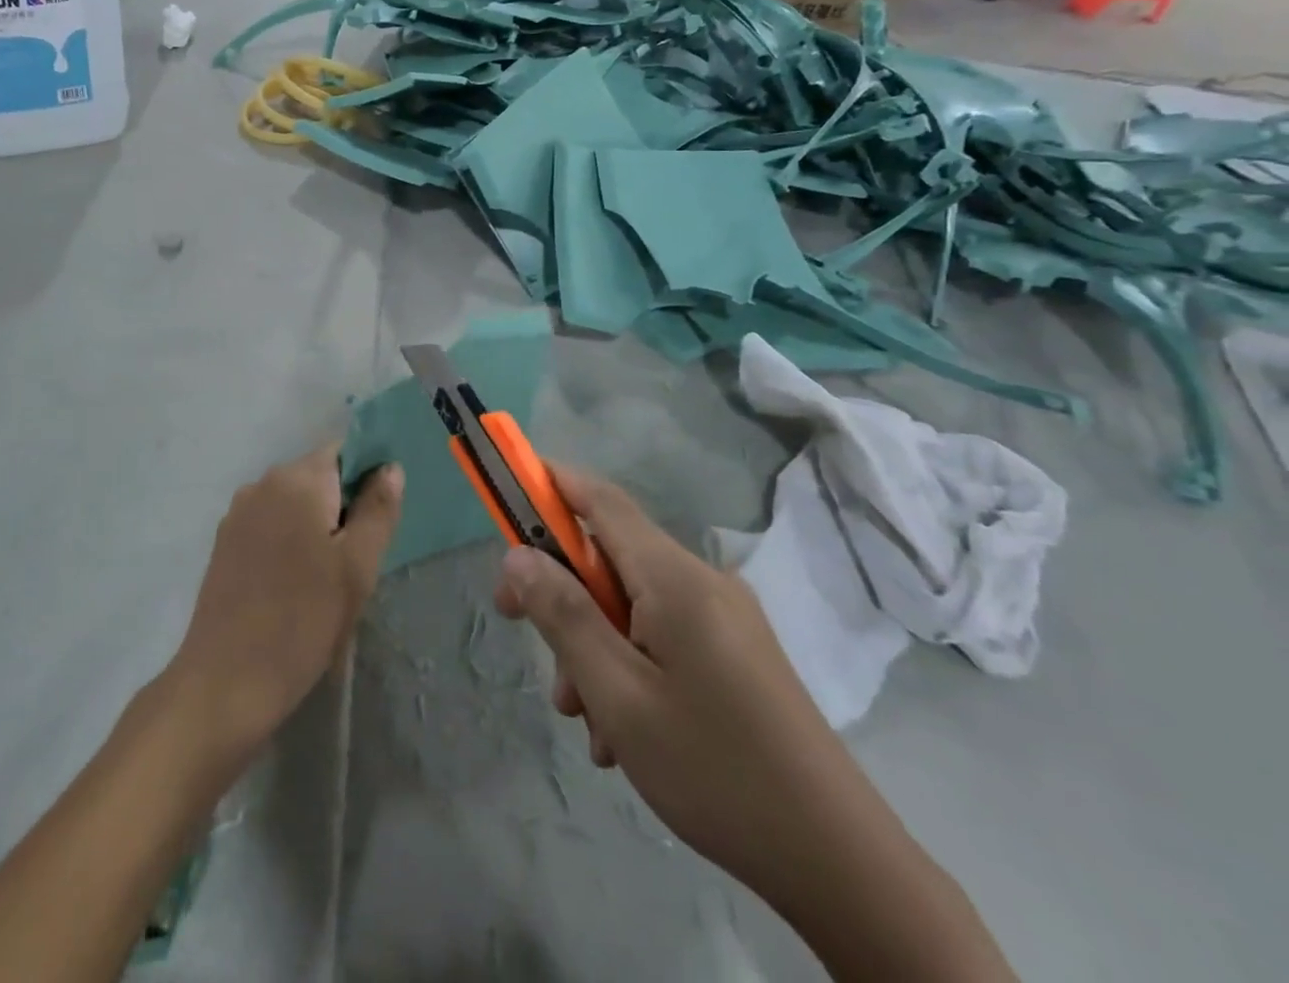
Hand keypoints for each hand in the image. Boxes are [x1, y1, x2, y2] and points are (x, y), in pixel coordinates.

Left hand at [169, 447, 402, 761]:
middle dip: (342, 507)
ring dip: (316, 526)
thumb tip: (389, 467)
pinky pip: (270, 523)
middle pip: (317, 476)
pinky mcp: (224, 541)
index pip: (343, 451)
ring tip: (325, 579)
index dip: (367, 478)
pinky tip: (294, 585)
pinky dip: (289, 540)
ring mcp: (238, 512)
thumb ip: (378, 510)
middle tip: (356, 561)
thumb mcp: (357, 568)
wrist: (225, 682)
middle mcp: (263, 483)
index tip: (377, 520)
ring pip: (293, 502)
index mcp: (298, 480)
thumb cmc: (303, 621)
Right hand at [494, 463, 887, 900]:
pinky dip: (629, 665)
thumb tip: (518, 555)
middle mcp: (702, 582)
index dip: (550, 481)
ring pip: (631, 604)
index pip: (600, 500)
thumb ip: (563, 615)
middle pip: (609, 558)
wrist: (841, 864)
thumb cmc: (716, 770)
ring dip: (593, 644)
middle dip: (561, 592)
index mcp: (675, 578)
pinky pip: (662, 634)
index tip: (505, 492)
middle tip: (519, 629)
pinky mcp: (736, 653)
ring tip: (586, 720)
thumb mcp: (619, 694)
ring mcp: (725, 618)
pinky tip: (623, 733)